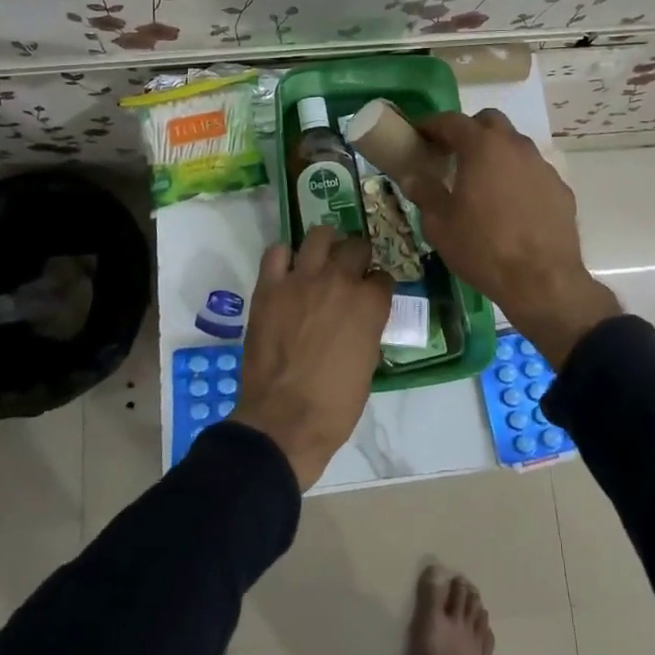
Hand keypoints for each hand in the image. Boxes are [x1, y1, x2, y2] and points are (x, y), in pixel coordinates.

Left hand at [232, 225, 392, 488]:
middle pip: (357, 247)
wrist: (284, 419)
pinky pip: (276, 253)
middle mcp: (340, 281)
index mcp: (370, 303)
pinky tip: (288, 270)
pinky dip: (284, 257)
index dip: (379, 286)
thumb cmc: (335, 405)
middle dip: (358, 257)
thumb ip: (367, 330)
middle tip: (351, 271)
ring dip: (326, 243)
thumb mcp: (368, 365)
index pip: (384, 277)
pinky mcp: (270, 287)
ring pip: (319, 235)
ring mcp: (302, 279)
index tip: (374, 294)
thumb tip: (360, 320)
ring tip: (323, 256)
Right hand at [397, 110, 619, 367]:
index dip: (432, 125)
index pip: (452, 121)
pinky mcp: (560, 188)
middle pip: (489, 122)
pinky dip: (516, 177)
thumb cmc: (483, 248)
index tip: (419, 135)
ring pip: (514, 145)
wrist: (542, 281)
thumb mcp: (440, 224)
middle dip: (469, 131)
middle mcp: (515, 146)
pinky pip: (532, 172)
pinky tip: (510, 206)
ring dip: (495, 154)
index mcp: (482, 147)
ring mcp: (542, 166)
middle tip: (452, 154)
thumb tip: (411, 176)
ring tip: (481, 182)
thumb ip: (424, 193)